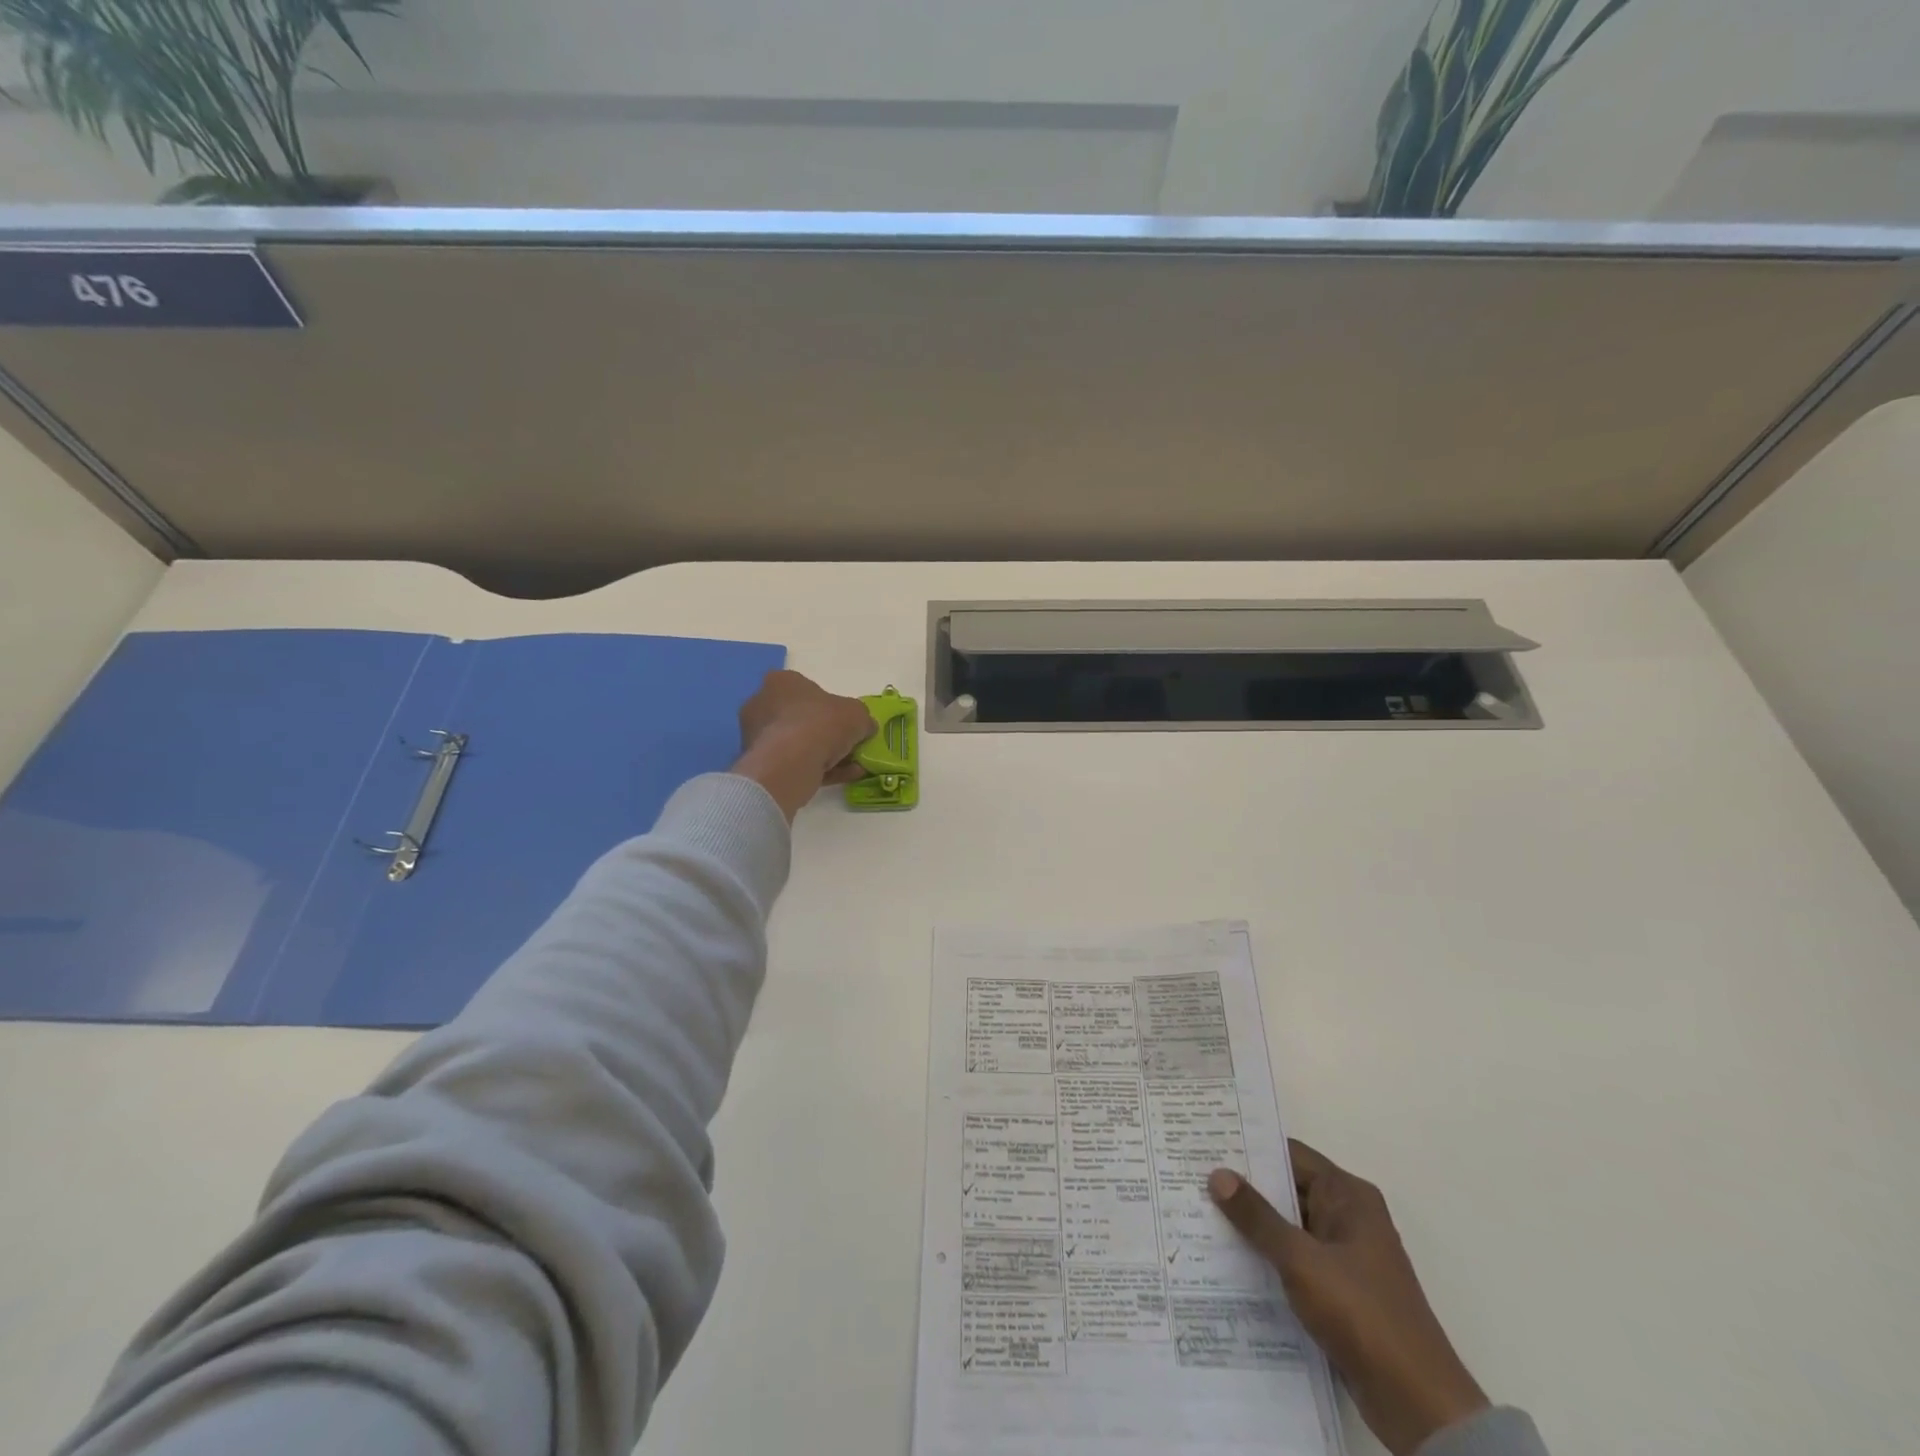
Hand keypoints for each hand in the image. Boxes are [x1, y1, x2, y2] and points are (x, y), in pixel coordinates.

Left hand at [734, 670, 876, 820]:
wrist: (792, 763)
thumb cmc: (822, 724)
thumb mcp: (857, 714)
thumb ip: (862, 718)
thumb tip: (865, 727)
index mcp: (780, 682)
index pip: (806, 689)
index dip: (830, 705)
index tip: (847, 721)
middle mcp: (762, 705)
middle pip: (801, 718)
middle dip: (826, 733)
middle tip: (850, 745)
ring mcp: (757, 737)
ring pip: (798, 744)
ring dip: (826, 754)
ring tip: (853, 766)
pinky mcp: (761, 765)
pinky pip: (795, 764)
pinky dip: (820, 770)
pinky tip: (844, 777)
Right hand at [1209, 1144, 1488, 1455]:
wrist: (1419, 1406)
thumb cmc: (1362, 1314)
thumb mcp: (1301, 1260)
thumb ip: (1257, 1217)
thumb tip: (1217, 1174)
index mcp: (1348, 1196)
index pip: (1289, 1155)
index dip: (1248, 1148)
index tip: (1204, 1142)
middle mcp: (1347, 1218)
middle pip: (1286, 1189)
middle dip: (1243, 1187)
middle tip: (1190, 1176)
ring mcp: (1343, 1257)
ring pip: (1287, 1227)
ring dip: (1251, 1226)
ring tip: (1197, 1214)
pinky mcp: (1338, 1292)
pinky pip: (1293, 1261)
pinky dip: (1265, 1258)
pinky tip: (1225, 1261)